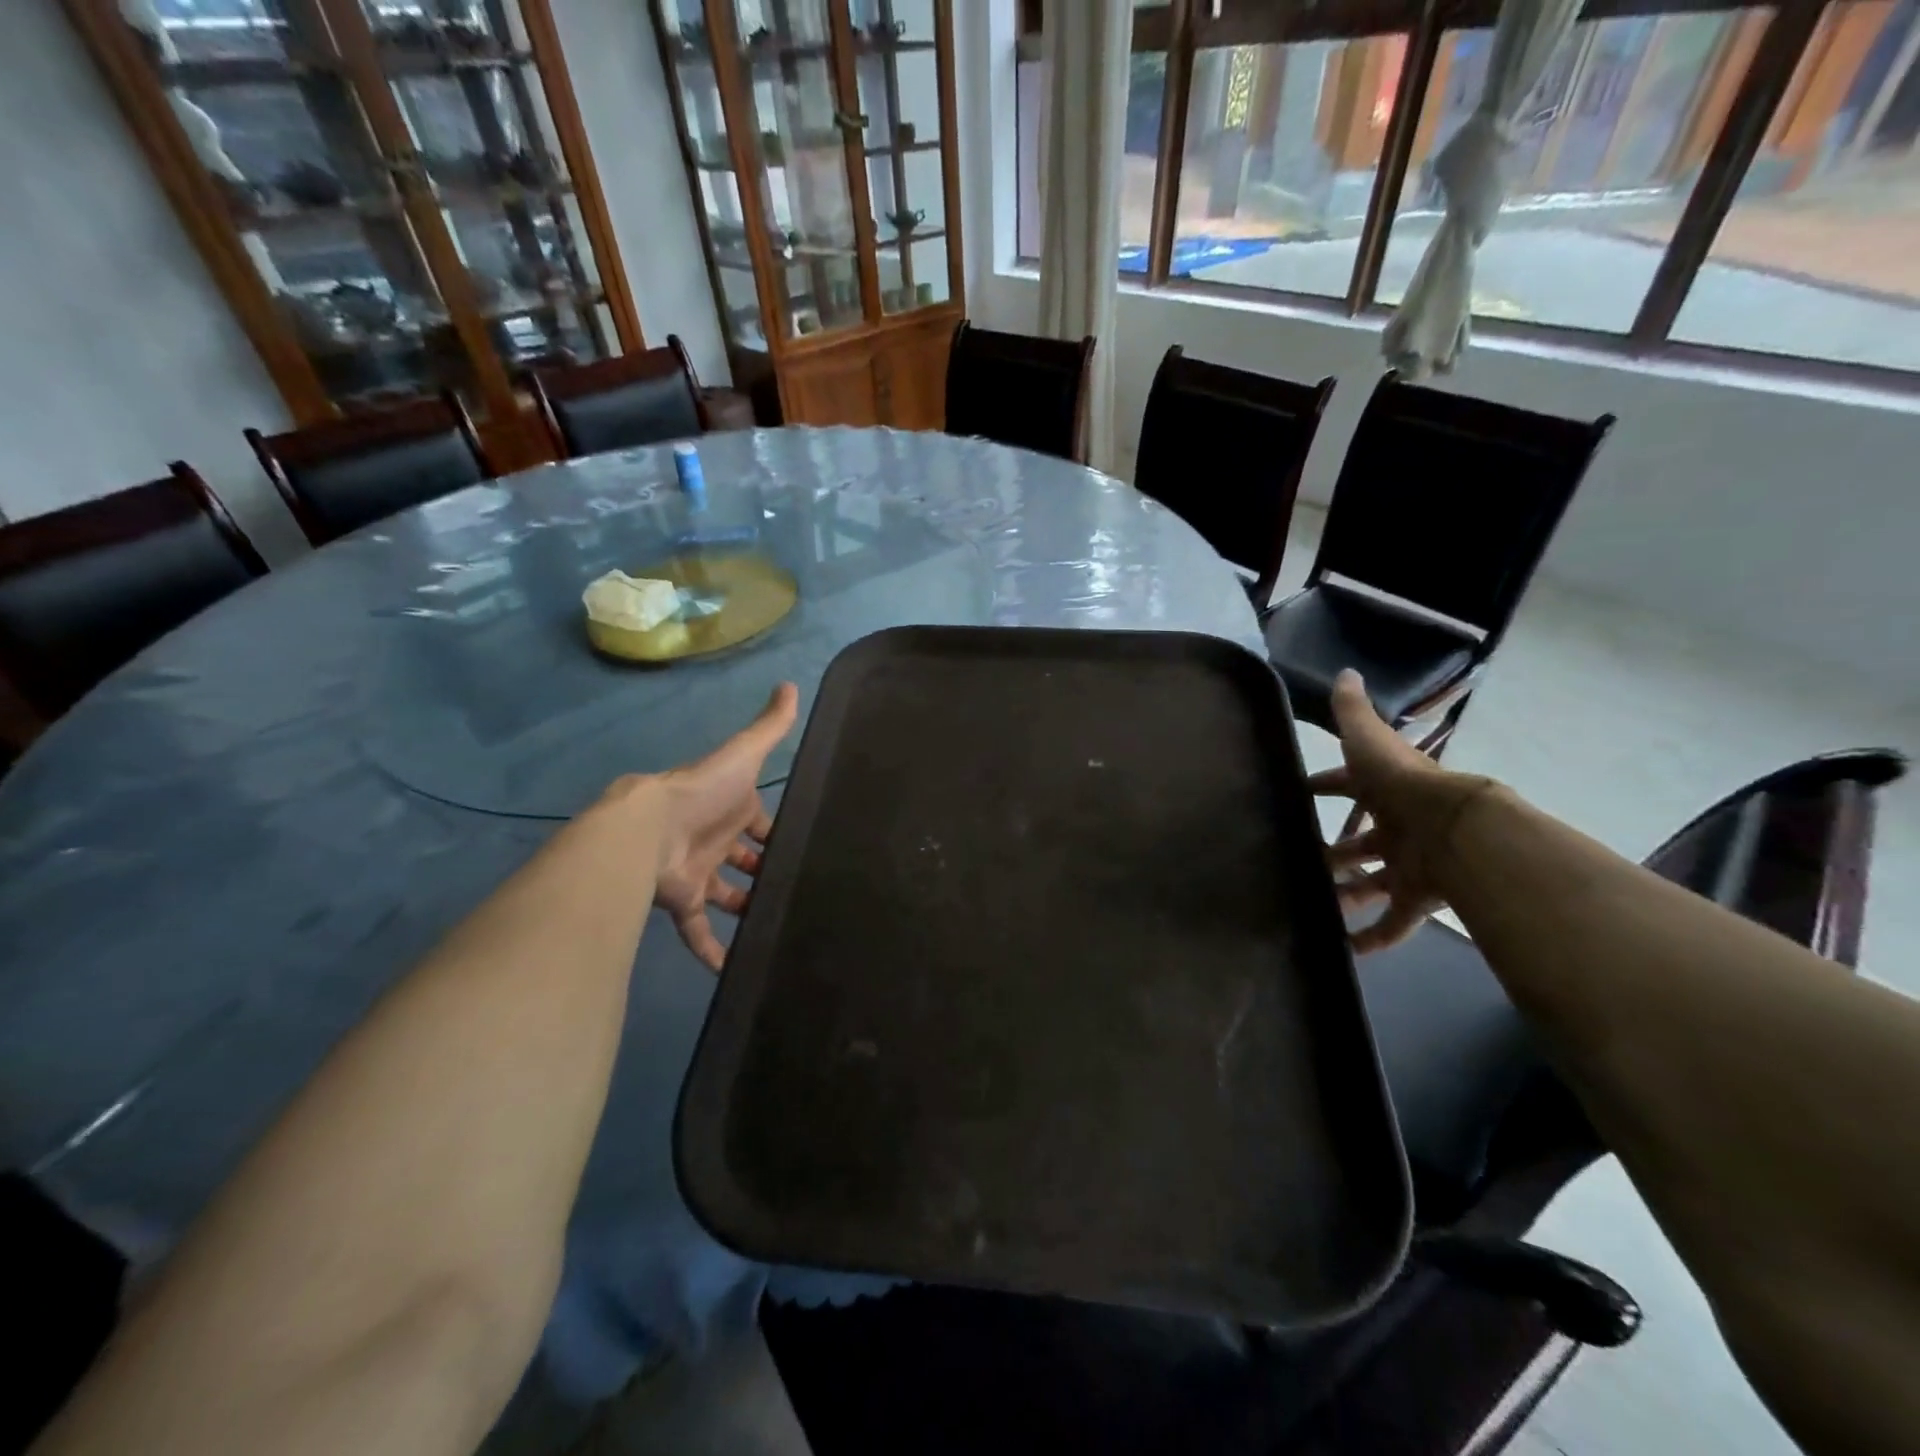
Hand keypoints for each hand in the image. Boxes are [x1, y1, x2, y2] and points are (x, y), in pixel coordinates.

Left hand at [650, 682, 799, 969]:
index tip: (804, 847)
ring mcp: (700, 872)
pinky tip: (733, 968)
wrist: (649, 828)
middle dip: (765, 871)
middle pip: (745, 860)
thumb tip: (791, 684)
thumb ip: (770, 726)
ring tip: (777, 924)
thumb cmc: (703, 791)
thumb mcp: (744, 754)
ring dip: (745, 908)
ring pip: (726, 895)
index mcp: (732, 808)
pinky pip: (699, 931)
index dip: (777, 833)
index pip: (760, 822)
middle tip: (796, 889)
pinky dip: (712, 950)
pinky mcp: (683, 902)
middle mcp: (716, 840)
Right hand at [1311, 670, 1494, 953]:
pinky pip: (1393, 923)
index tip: (1298, 794)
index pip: (1349, 786)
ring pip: (1370, 883)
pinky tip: (1344, 950)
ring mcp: (1407, 865)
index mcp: (1385, 791)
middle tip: (1297, 858)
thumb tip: (1346, 672)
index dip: (1325, 787)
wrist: (1456, 829)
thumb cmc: (1402, 784)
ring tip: (1309, 904)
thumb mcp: (1369, 741)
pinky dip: (1371, 938)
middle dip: (1331, 850)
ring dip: (1343, 893)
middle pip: (1358, 841)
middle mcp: (1396, 827)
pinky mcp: (1417, 899)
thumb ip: (1353, 712)